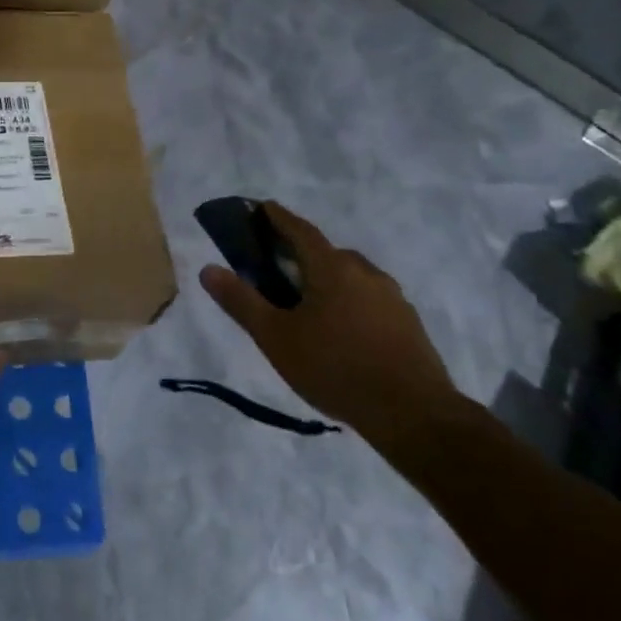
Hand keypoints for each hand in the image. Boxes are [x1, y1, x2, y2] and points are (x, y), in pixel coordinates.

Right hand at [199, 202, 460, 436]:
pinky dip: (349, 302)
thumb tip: (208, 269)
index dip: (279, 217)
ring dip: (327, 280)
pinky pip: (369, 300)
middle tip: (278, 267)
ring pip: (351, 277)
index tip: (263, 207)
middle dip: (302, 253)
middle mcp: (366, 272)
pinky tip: (340, 331)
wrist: (411, 412)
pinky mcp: (408, 323)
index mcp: (332, 268)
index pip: (300, 230)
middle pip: (327, 253)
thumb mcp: (275, 337)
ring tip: (307, 304)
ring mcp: (392, 298)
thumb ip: (241, 301)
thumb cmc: (333, 367)